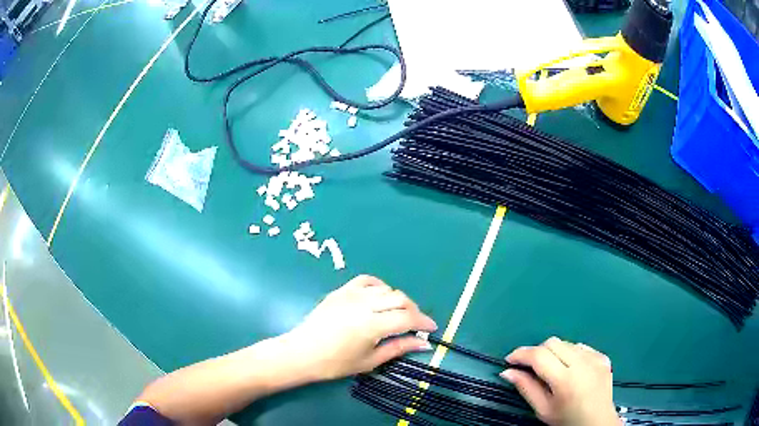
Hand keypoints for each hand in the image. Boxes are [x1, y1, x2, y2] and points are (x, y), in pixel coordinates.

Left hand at [285, 275, 437, 380]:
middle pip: (400, 298)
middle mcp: (364, 304)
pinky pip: (366, 280)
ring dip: (398, 300)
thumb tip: (425, 344)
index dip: (423, 322)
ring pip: (386, 289)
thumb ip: (399, 348)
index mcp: (372, 325)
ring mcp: (351, 294)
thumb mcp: (370, 360)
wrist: (302, 353)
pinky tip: (379, 298)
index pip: (407, 317)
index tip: (432, 328)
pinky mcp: (341, 290)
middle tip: (415, 324)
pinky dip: (379, 287)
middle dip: (413, 310)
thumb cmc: (336, 363)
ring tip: (397, 314)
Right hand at [500, 337, 620, 425]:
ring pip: (566, 343)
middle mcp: (582, 363)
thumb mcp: (543, 410)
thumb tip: (507, 371)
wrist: (597, 423)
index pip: (539, 355)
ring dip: (554, 352)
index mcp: (565, 380)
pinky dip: (570, 354)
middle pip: (552, 342)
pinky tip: (570, 369)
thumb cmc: (566, 420)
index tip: (509, 360)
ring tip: (552, 370)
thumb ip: (526, 388)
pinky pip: (581, 347)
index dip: (521, 354)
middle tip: (530, 367)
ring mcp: (595, 358)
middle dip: (537, 351)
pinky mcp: (603, 357)